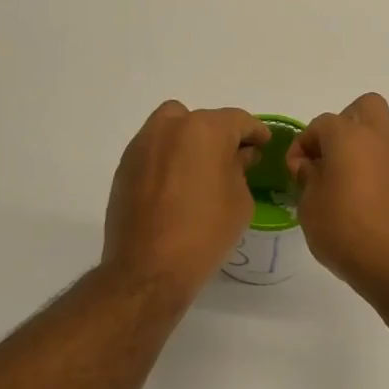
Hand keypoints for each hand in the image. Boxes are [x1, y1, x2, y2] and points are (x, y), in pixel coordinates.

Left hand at [103, 102, 268, 300]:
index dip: (255, 132)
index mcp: (205, 130)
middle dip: (219, 135)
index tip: (263, 144)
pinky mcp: (125, 166)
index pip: (238, 120)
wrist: (149, 268)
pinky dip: (168, 158)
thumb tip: (237, 155)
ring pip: (171, 128)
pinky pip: (154, 150)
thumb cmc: (205, 232)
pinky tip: (176, 185)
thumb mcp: (240, 200)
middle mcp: (170, 127)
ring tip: (200, 169)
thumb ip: (240, 168)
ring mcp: (143, 145)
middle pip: (201, 120)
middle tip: (231, 159)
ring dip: (189, 141)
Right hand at [286, 93, 388, 308]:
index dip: (303, 144)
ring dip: (360, 151)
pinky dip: (376, 173)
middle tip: (329, 157)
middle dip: (343, 125)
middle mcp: (380, 140)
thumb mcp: (310, 208)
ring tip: (343, 187)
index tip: (296, 173)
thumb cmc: (346, 233)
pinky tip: (365, 206)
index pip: (321, 123)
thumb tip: (313, 167)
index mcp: (350, 138)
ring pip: (380, 137)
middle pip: (365, 107)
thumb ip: (308, 179)